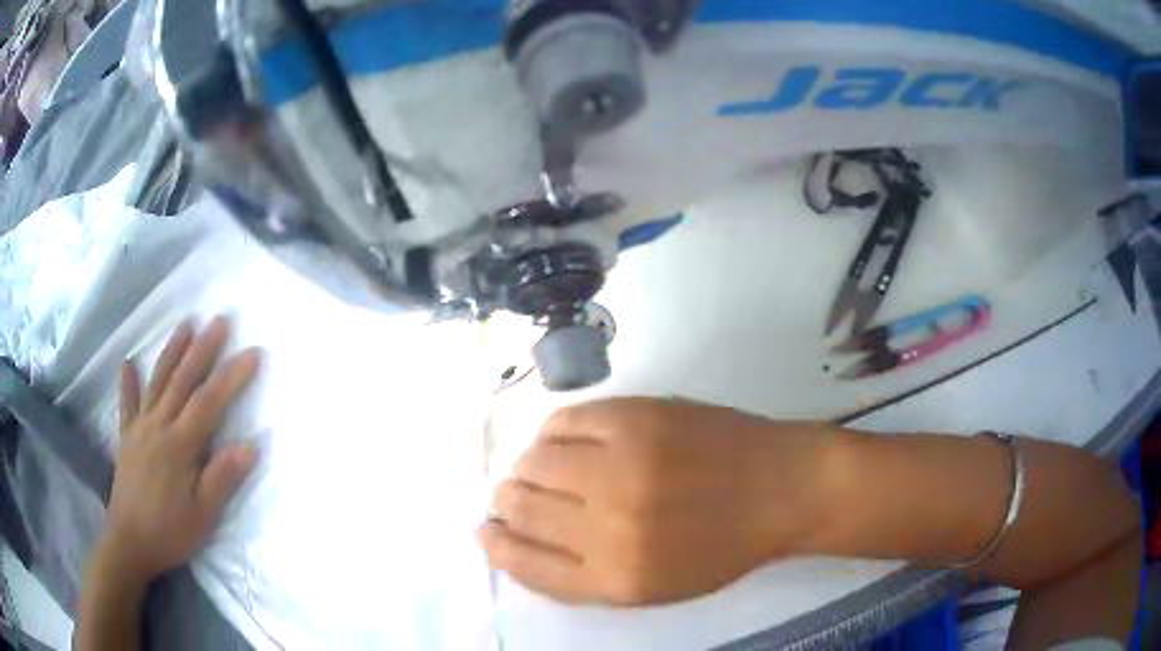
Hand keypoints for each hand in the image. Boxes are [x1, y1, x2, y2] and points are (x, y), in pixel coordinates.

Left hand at [101, 317, 260, 585]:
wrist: (129, 542)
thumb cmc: (169, 531)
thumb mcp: (203, 516)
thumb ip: (223, 479)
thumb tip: (251, 446)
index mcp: (179, 445)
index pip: (209, 402)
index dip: (232, 376)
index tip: (253, 352)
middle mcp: (158, 426)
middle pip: (182, 380)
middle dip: (203, 349)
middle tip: (220, 320)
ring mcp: (139, 428)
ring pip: (158, 382)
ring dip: (172, 351)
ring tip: (186, 324)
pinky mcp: (127, 437)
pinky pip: (127, 403)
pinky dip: (128, 381)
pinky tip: (129, 362)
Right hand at [479, 397, 836, 605]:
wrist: (781, 488)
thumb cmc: (721, 546)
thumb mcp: (653, 586)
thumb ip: (584, 575)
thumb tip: (520, 543)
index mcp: (616, 577)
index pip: (525, 563)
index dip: (495, 547)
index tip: (485, 533)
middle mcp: (610, 524)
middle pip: (520, 508)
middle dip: (505, 503)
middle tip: (510, 496)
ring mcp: (622, 463)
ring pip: (534, 460)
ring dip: (525, 467)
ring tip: (539, 468)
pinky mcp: (634, 416)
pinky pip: (563, 420)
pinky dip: (552, 432)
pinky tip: (564, 441)